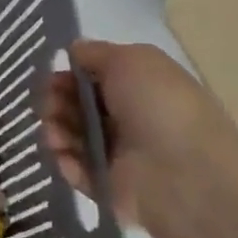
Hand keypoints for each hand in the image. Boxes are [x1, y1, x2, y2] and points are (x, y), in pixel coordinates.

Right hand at [45, 39, 237, 226]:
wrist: (186, 175)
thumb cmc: (159, 107)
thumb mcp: (130, 60)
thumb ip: (95, 53)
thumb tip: (74, 51)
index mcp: (140, 87)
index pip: (93, 77)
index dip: (69, 73)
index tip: (54, 75)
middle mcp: (129, 118)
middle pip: (76, 104)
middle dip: (55, 100)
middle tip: (51, 105)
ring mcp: (118, 154)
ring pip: (70, 135)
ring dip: (54, 129)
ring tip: (56, 134)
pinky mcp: (108, 186)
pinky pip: (74, 168)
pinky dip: (64, 160)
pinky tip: (65, 156)